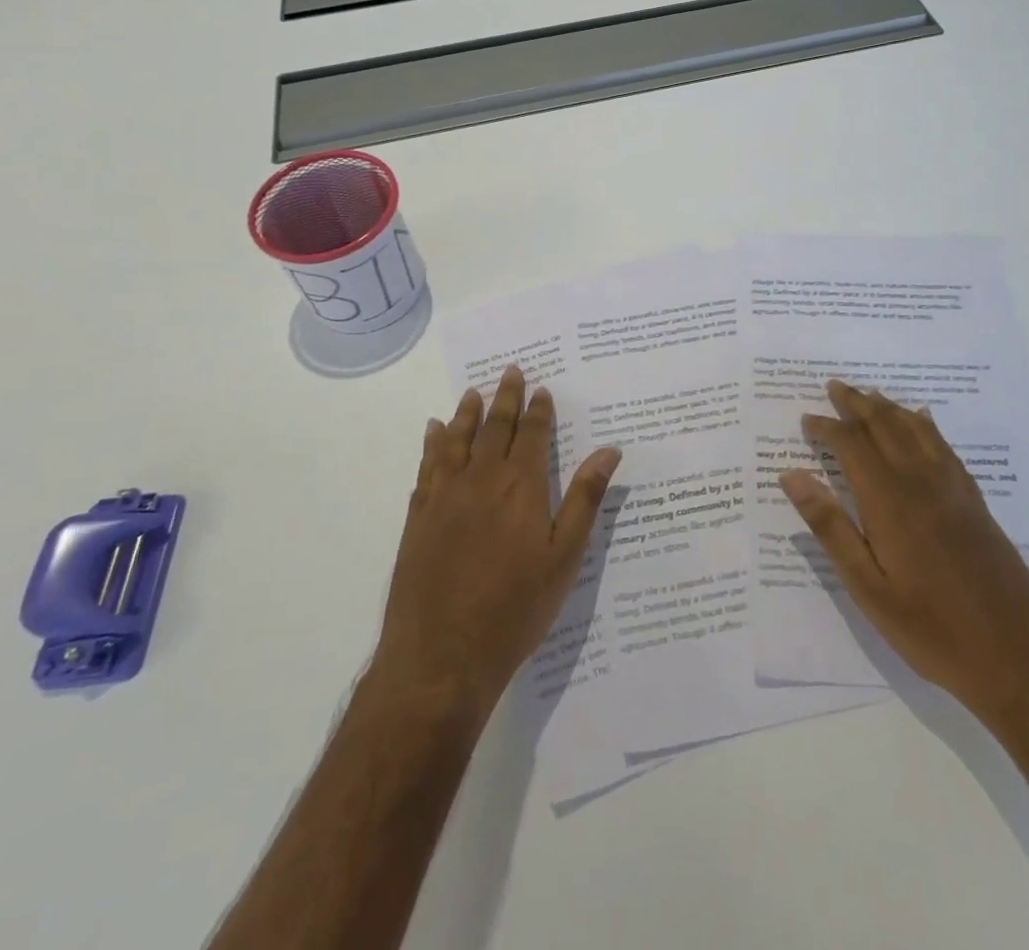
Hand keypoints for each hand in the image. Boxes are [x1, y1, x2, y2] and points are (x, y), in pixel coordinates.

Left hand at [370, 366, 620, 722]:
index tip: (542, 388)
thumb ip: (585, 499)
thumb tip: (610, 450)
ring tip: (472, 393)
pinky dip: (431, 444)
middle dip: (505, 398)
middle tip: (510, 370)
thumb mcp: (564, 557)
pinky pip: (426, 467)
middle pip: (493, 428)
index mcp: (520, 487)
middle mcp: (480, 480)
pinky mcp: (418, 517)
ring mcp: (444, 497)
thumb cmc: (515, 608)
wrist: (441, 657)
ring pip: (456, 440)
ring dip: (466, 414)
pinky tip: (432, 432)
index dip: (538, 410)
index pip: (531, 435)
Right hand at [780, 380, 1028, 720]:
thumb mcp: (867, 588)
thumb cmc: (931, 629)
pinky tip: (922, 420)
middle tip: (834, 386)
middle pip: (885, 426)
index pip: (852, 445)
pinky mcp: (975, 501)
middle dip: (857, 403)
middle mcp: (921, 482)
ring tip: (869, 395)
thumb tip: (792, 475)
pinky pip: (945, 446)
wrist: (1019, 657)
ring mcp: (953, 489)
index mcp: (890, 501)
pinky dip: (926, 425)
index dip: (827, 428)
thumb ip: (829, 527)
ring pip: (916, 429)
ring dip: (889, 407)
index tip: (807, 420)